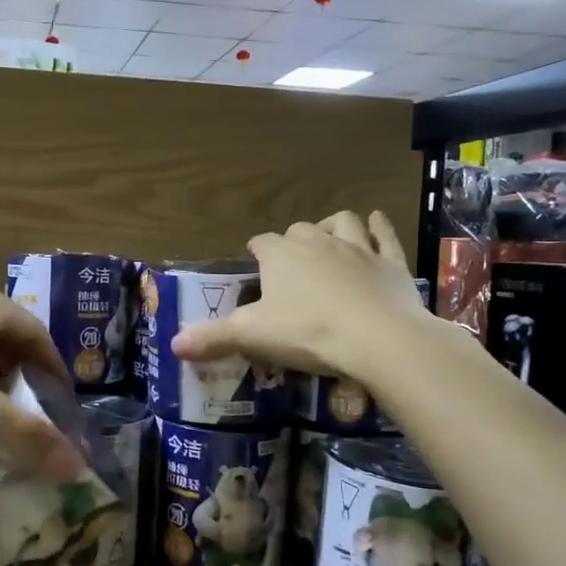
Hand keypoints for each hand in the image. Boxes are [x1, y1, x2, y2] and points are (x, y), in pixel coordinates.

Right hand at [171, 210, 436, 383]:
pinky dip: (379, 226)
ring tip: (328, 239)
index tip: (253, 266)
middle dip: (292, 242)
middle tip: (289, 267)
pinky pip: (384, 234)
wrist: (380, 338)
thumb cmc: (308, 333)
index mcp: (280, 255)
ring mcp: (358, 248)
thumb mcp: (253, 337)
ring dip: (333, 226)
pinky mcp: (391, 262)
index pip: (261, 243)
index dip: (255, 252)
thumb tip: (174, 344)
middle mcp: (317, 241)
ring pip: (343, 222)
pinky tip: (376, 221)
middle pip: (299, 230)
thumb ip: (213, 338)